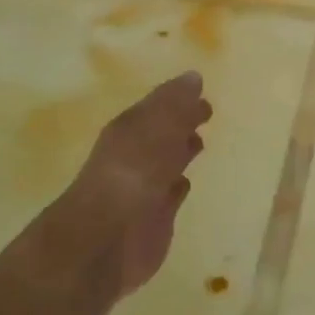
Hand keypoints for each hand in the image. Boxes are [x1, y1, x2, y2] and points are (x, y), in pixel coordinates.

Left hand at [52, 72, 212, 297]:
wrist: (108, 238)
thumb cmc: (134, 171)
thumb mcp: (157, 127)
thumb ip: (176, 104)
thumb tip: (194, 77)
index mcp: (130, 129)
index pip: (157, 106)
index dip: (177, 98)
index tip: (202, 90)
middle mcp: (135, 155)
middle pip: (162, 133)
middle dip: (181, 122)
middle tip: (206, 112)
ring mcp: (143, 188)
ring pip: (166, 162)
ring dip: (181, 151)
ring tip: (200, 141)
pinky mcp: (155, 218)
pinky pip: (170, 195)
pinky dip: (178, 185)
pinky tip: (186, 182)